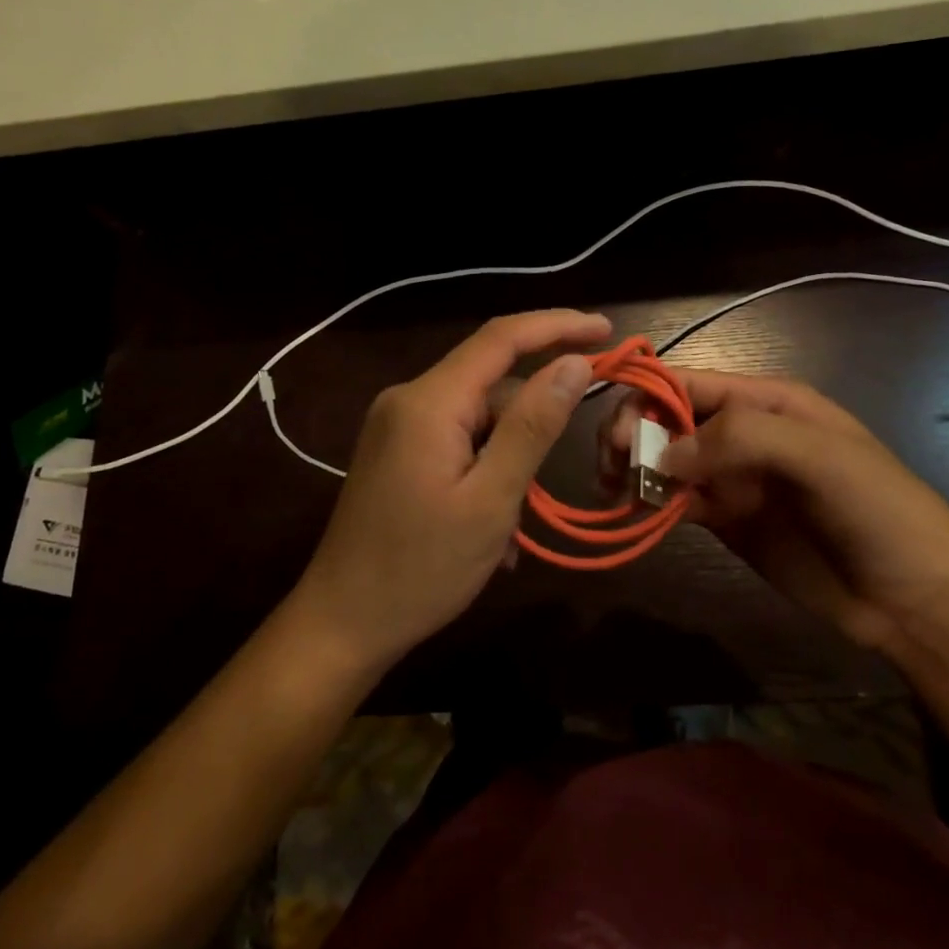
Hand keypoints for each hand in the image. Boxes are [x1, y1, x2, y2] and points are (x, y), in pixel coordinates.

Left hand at [290, 310, 609, 673]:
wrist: (341, 623)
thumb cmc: (421, 569)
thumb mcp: (491, 500)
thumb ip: (533, 426)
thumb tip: (574, 364)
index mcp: (429, 401)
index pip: (501, 337)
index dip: (558, 325)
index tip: (606, 329)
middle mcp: (408, 400)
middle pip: (490, 381)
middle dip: (535, 414)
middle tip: (571, 457)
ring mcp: (397, 426)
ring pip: (477, 416)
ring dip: (510, 455)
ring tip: (519, 517)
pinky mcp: (396, 451)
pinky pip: (457, 439)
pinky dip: (486, 467)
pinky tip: (495, 521)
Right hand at [606, 369, 948, 651]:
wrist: (914, 597)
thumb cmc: (875, 509)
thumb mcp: (819, 455)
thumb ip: (740, 438)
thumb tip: (663, 455)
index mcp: (765, 401)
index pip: (688, 383)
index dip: (646, 398)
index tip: (618, 435)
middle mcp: (742, 432)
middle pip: (667, 418)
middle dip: (633, 434)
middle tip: (613, 470)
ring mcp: (733, 477)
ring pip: (665, 459)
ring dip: (634, 469)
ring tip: (615, 493)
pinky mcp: (726, 519)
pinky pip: (677, 500)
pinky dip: (651, 503)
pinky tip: (636, 515)